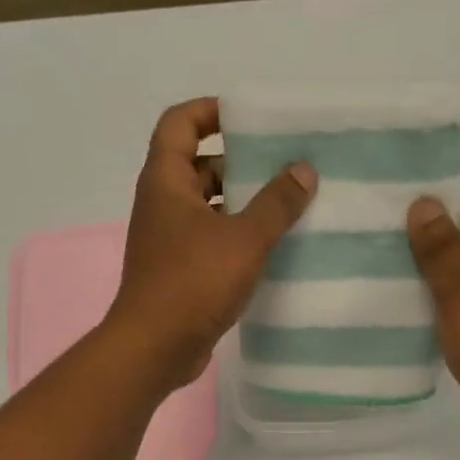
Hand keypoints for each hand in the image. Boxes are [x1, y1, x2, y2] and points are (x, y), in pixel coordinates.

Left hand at [105, 97, 316, 387]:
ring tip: (288, 206)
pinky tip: (271, 249)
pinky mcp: (179, 273)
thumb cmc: (193, 283)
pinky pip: (210, 242)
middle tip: (283, 165)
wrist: (155, 348)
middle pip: (198, 166)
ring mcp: (168, 242)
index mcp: (166, 182)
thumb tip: (304, 170)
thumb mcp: (244, 239)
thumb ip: (276, 203)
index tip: (250, 118)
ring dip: (242, 205)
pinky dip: (236, 239)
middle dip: (239, 162)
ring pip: (208, 208)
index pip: (180, 123)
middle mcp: (162, 205)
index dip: (210, 111)